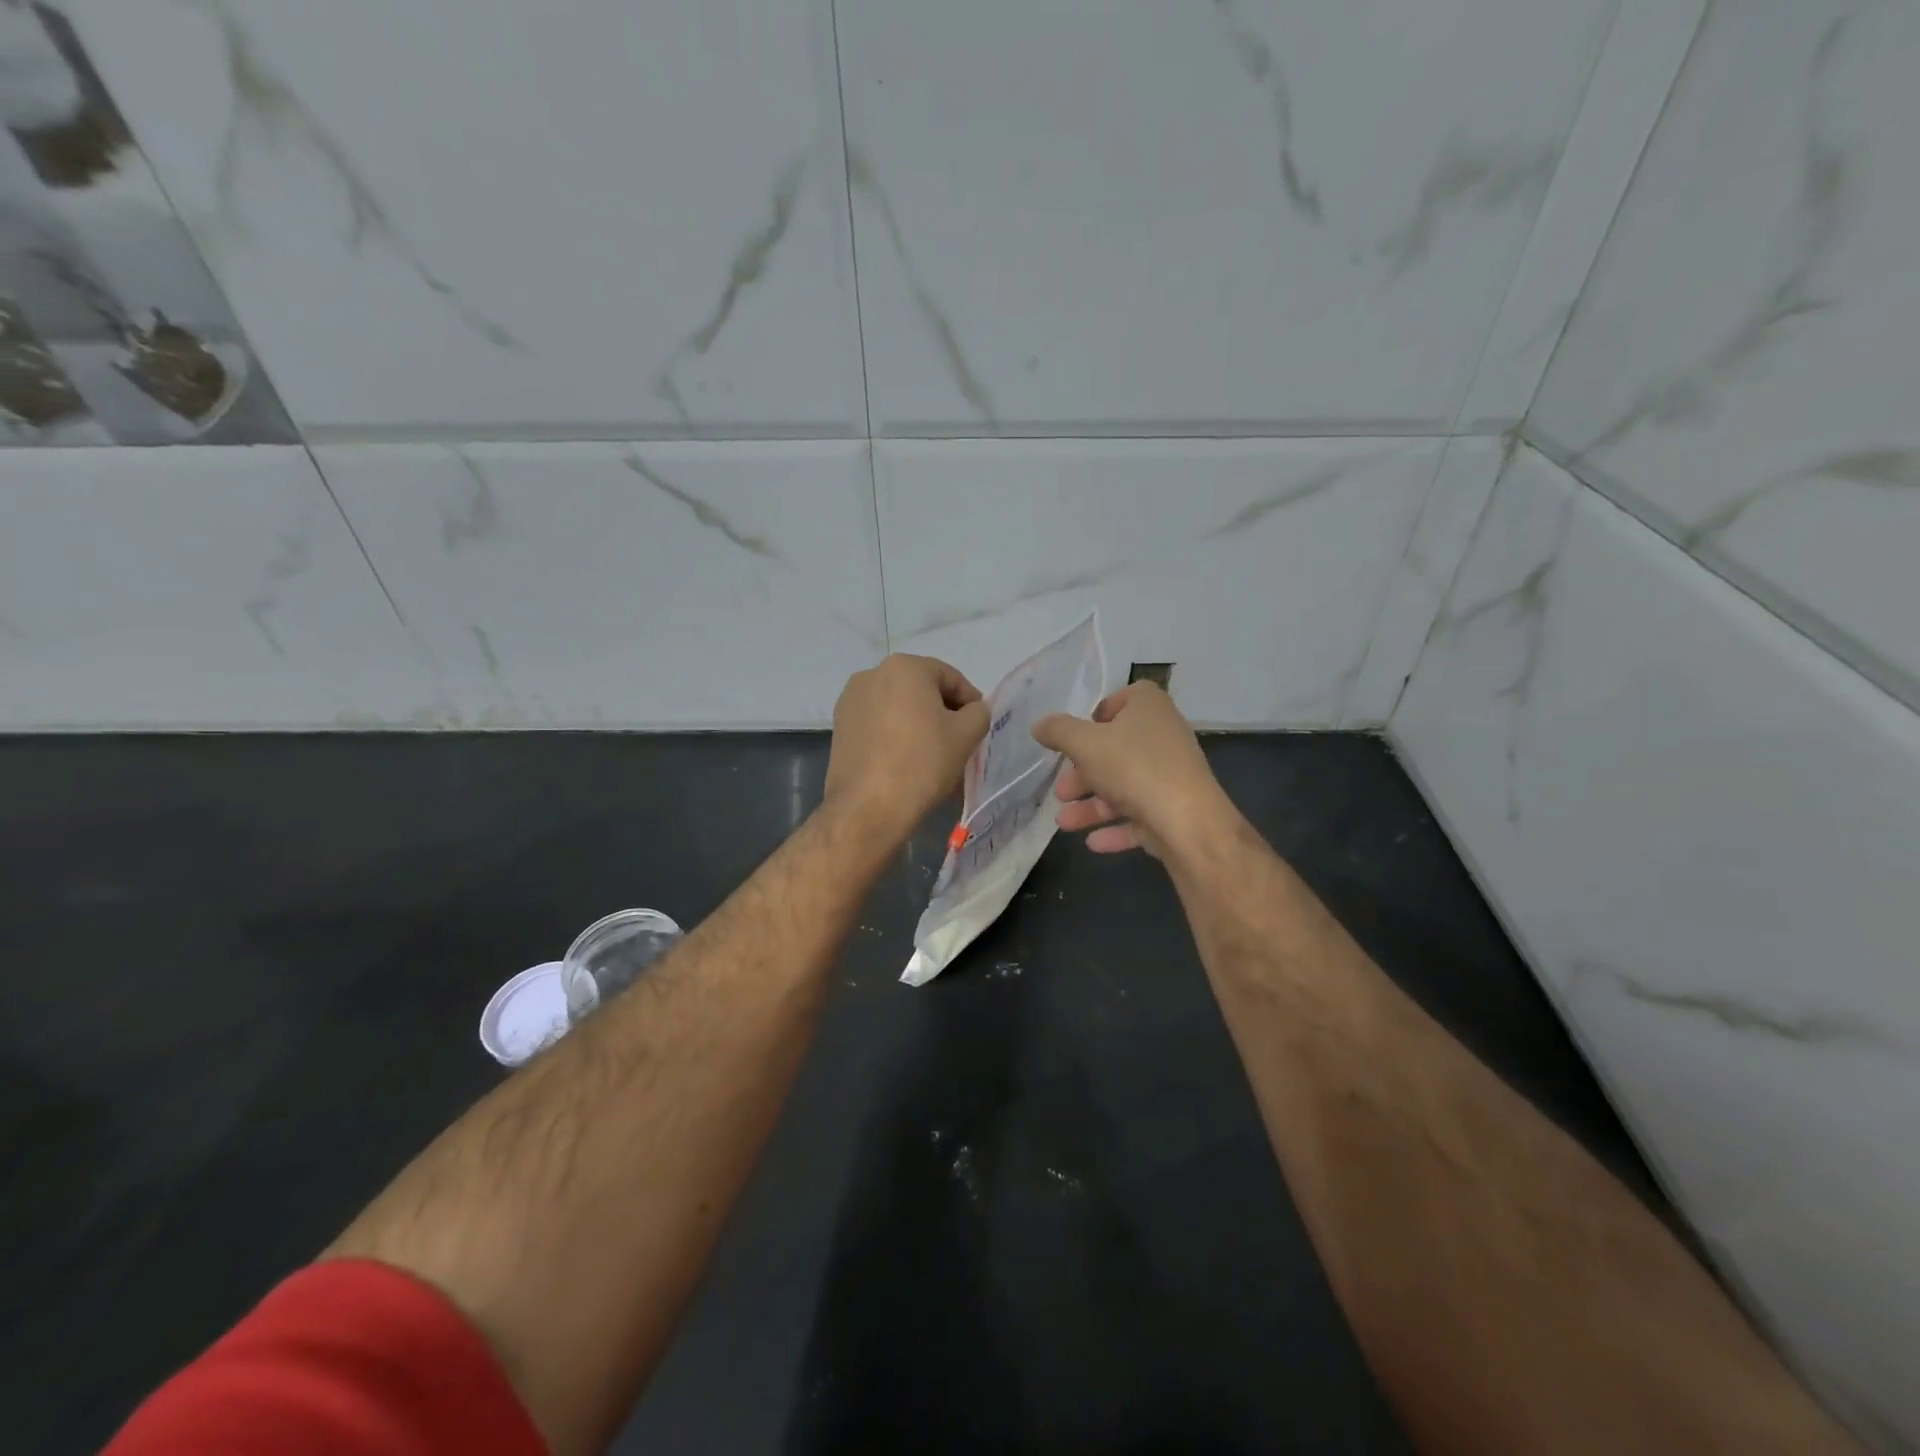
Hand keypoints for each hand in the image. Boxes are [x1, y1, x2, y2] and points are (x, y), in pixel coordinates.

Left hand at [825, 654, 989, 841]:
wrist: (869, 807)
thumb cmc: (923, 762)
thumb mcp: (966, 735)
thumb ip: (978, 713)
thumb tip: (972, 710)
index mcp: (904, 667)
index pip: (950, 678)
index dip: (970, 702)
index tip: (979, 726)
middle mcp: (872, 675)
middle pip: (921, 690)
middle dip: (942, 712)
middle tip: (959, 741)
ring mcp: (850, 701)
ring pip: (898, 708)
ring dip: (918, 724)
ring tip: (932, 754)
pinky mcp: (839, 728)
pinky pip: (878, 724)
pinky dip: (895, 735)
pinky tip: (906, 761)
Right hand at [1031, 682, 1230, 858]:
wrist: (1188, 822)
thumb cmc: (1134, 768)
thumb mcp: (1084, 743)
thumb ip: (1058, 731)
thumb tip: (1039, 725)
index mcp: (1149, 709)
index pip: (1125, 698)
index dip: (1099, 714)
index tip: (1077, 736)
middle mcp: (1164, 737)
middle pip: (1116, 750)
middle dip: (1084, 773)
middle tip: (1062, 790)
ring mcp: (1172, 776)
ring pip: (1124, 787)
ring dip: (1092, 805)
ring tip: (1064, 822)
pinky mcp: (1176, 810)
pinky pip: (1140, 816)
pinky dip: (1115, 827)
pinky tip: (1092, 842)